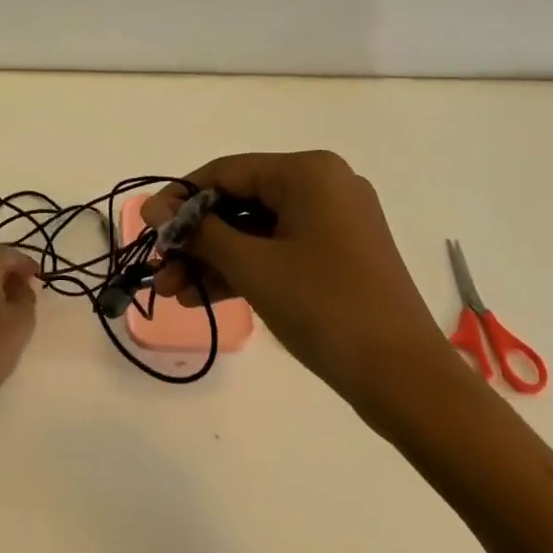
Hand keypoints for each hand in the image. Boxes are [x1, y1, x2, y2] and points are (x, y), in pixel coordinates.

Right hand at [144, 151, 470, 438]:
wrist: (406, 380)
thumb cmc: (325, 308)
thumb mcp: (253, 266)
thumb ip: (200, 233)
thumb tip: (153, 210)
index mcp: (308, 173)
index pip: (226, 171)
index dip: (180, 198)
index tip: (146, 228)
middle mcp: (323, 186)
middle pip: (239, 202)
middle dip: (196, 238)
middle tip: (159, 268)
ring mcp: (333, 222)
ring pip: (255, 230)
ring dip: (213, 259)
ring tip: (172, 291)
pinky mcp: (336, 255)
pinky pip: (277, 250)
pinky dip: (244, 270)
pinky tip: (203, 296)